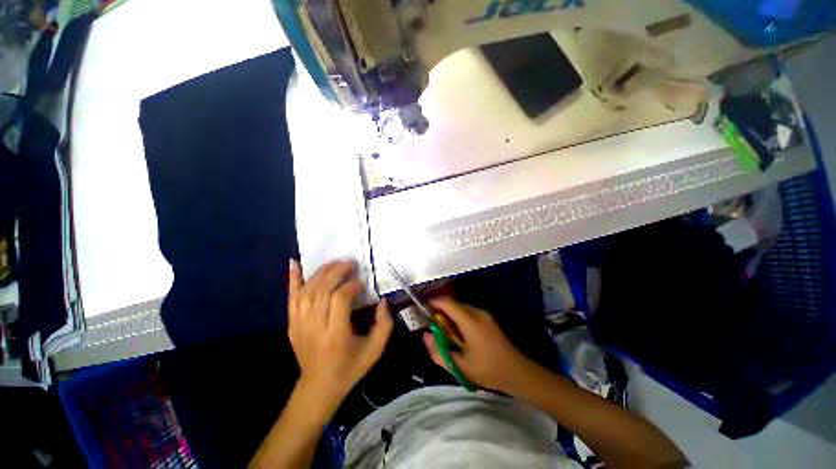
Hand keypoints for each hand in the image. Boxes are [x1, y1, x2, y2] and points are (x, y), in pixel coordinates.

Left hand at [288, 259, 392, 406]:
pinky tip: (295, 263)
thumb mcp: (375, 350)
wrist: (319, 387)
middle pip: (322, 290)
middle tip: (350, 264)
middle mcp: (314, 327)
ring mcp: (299, 325)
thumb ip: (384, 324)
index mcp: (335, 335)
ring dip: (321, 272)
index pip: (339, 299)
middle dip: (337, 272)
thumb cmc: (350, 368)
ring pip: (307, 291)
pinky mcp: (291, 323)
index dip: (351, 286)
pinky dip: (292, 279)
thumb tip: (382, 300)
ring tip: (335, 263)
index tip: (362, 284)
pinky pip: (291, 298)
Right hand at [423, 297, 532, 393]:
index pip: (447, 303)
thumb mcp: (460, 366)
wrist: (518, 372)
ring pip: (461, 308)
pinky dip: (459, 319)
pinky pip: (468, 313)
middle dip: (441, 312)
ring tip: (446, 335)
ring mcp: (485, 315)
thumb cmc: (488, 370)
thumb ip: (439, 351)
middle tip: (434, 328)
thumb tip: (426, 336)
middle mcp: (477, 313)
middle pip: (454, 304)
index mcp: (470, 321)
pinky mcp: (488, 319)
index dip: (434, 303)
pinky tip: (460, 336)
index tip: (423, 311)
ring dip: (450, 316)